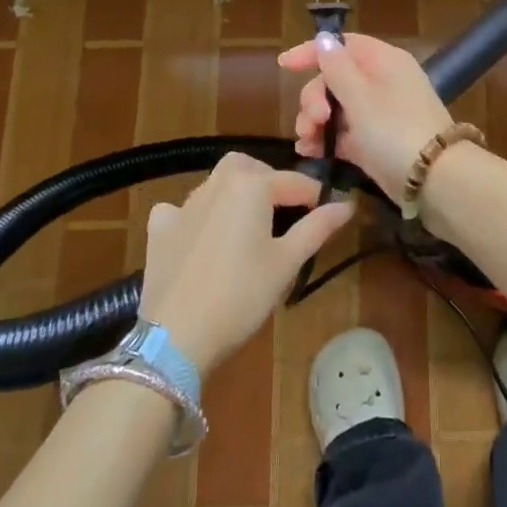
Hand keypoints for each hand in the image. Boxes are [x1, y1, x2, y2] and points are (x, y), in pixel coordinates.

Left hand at [139, 152, 351, 376]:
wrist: (177, 337)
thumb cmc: (241, 296)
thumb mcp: (287, 262)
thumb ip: (317, 227)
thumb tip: (346, 204)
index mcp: (251, 185)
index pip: (295, 182)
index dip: (317, 197)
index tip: (331, 214)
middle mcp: (216, 184)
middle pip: (250, 168)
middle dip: (271, 182)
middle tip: (286, 215)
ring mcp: (183, 205)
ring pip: (217, 184)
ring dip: (236, 195)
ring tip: (249, 229)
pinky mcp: (160, 230)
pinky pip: (181, 209)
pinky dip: (196, 215)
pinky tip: (202, 237)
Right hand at [279, 33, 452, 204]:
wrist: (435, 180)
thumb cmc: (395, 130)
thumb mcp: (361, 96)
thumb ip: (337, 68)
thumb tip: (325, 39)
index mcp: (383, 61)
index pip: (344, 44)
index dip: (313, 52)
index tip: (284, 66)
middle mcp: (382, 82)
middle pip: (335, 79)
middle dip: (314, 98)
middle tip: (311, 120)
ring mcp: (379, 114)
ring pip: (336, 108)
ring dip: (315, 122)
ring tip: (306, 142)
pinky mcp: (375, 143)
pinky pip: (343, 134)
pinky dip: (326, 140)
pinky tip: (309, 153)